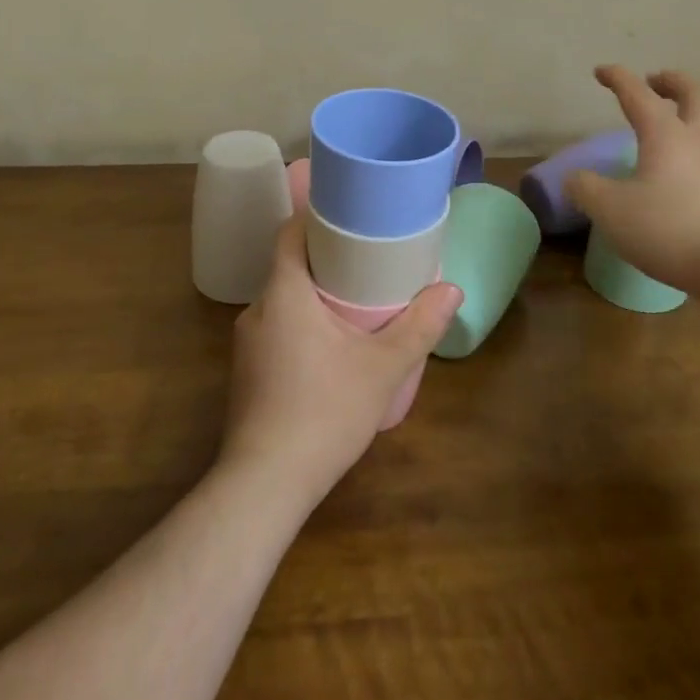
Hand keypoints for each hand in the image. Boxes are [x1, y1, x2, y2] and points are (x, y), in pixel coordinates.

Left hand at [220, 215, 460, 507]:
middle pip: (289, 265)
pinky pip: (276, 330)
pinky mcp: (246, 373)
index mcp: (284, 292)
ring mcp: (246, 344)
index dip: (316, 217)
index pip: (290, 232)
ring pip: (283, 301)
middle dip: (326, 259)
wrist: (265, 484)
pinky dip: (301, 325)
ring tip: (354, 303)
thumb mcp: (383, 368)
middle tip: (367, 260)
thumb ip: (419, 327)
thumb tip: (453, 290)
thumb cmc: (324, 412)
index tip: (349, 215)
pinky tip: (330, 350)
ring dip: (314, 297)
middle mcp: (257, 309)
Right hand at [566, 65, 699, 305]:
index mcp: (665, 134)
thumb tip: (573, 177)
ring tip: (699, 117)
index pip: (638, 94)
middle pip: (694, 95)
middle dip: (673, 83)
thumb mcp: (610, 211)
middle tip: (657, 81)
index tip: (602, 71)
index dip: (618, 79)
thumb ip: (586, 189)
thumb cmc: (670, 229)